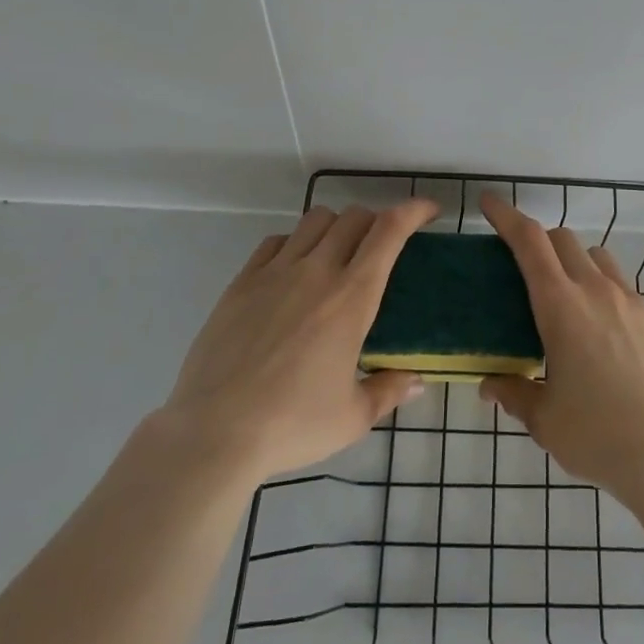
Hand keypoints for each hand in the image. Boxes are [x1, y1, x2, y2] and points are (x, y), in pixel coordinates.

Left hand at [159, 201, 435, 484]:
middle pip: (354, 217)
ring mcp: (275, 272)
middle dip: (376, 222)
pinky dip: (294, 244)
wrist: (213, 433)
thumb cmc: (291, 425)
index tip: (430, 211)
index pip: (389, 230)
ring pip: (315, 220)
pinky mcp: (242, 282)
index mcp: (352, 297)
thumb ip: (389, 390)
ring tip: (337, 255)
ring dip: (336, 227)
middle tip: (381, 247)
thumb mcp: (352, 417)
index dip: (414, 210)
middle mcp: (317, 271)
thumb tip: (418, 381)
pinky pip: (275, 242)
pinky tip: (292, 271)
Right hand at [478, 193, 643, 498]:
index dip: (506, 215)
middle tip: (526, 269)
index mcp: (560, 305)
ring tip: (569, 299)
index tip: (489, 202)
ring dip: (576, 262)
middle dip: (540, 241)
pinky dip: (606, 293)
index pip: (528, 241)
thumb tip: (490, 385)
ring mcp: (632, 301)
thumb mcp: (544, 419)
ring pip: (598, 257)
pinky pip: (625, 289)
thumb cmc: (596, 434)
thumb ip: (514, 394)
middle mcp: (596, 290)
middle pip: (563, 239)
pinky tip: (607, 334)